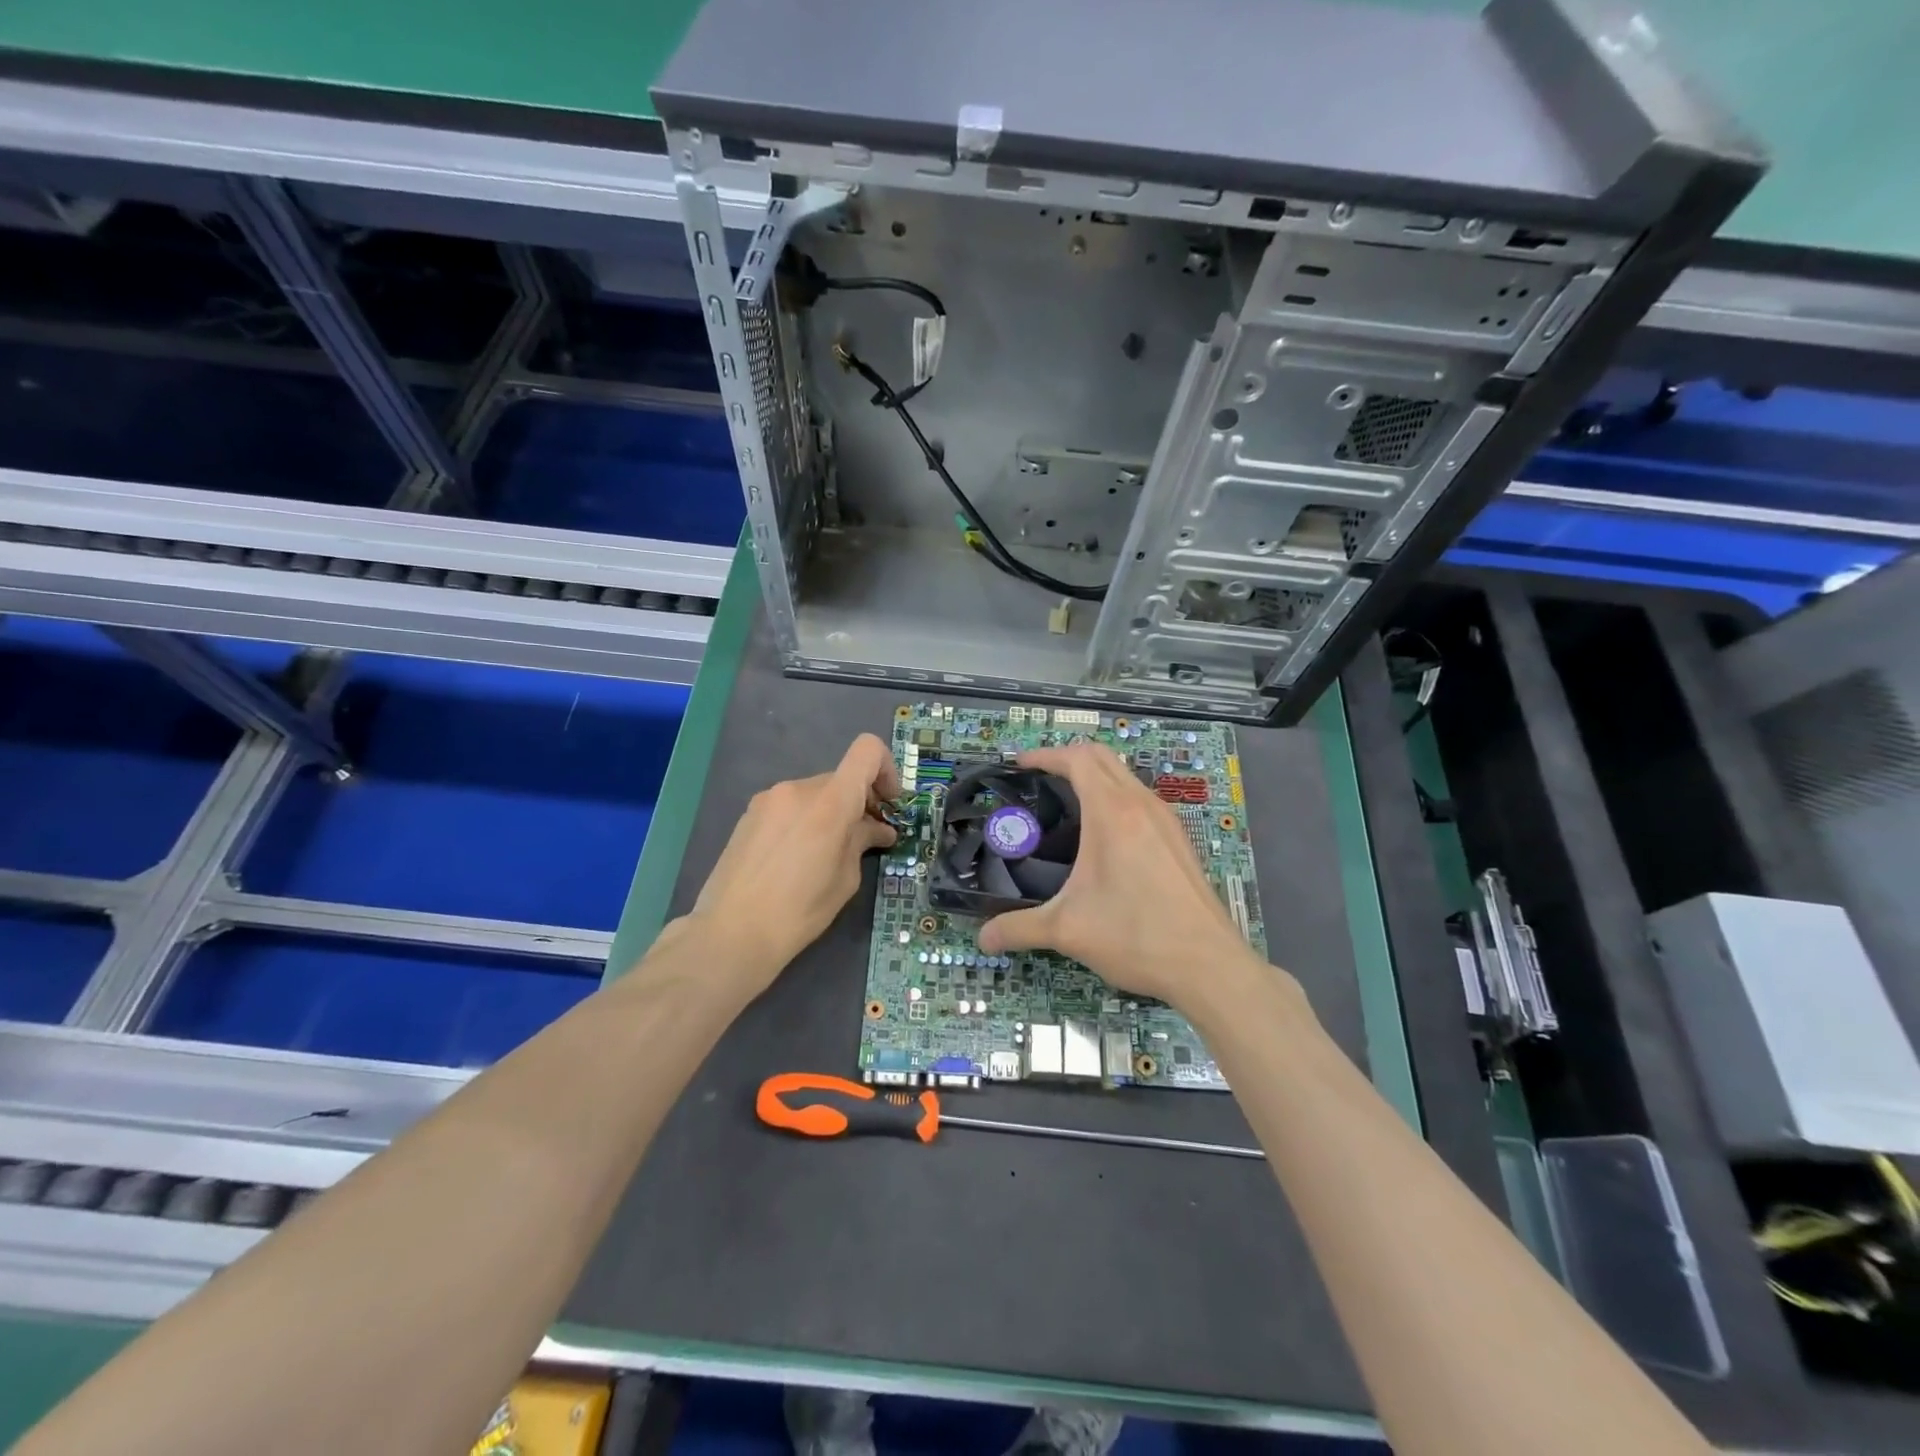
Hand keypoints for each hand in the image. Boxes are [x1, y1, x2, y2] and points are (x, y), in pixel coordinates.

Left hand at [677, 734, 899, 993]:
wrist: (731, 932)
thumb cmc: (799, 912)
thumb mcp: (844, 879)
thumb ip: (862, 842)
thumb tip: (878, 829)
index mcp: (829, 803)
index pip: (867, 752)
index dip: (886, 769)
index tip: (888, 804)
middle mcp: (798, 789)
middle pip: (841, 778)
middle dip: (858, 802)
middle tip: (864, 838)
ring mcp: (769, 799)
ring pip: (814, 793)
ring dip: (829, 812)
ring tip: (825, 852)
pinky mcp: (749, 813)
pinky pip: (789, 805)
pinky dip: (804, 820)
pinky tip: (795, 857)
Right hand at [977, 743, 1269, 1008]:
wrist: (1209, 965)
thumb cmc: (1135, 936)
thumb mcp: (1068, 931)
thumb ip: (1018, 929)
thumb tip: (983, 939)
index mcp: (1112, 813)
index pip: (1077, 759)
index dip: (1045, 755)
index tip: (1019, 765)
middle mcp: (1142, 805)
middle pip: (1103, 757)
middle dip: (1068, 758)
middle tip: (1038, 779)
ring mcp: (1166, 821)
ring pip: (1126, 777)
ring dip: (1095, 777)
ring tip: (1067, 805)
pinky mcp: (1179, 840)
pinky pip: (1142, 800)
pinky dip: (1116, 798)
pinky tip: (1105, 838)